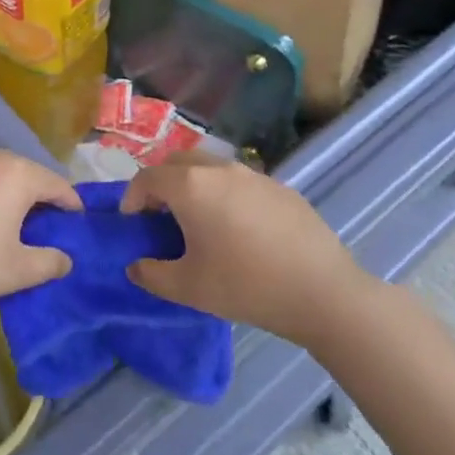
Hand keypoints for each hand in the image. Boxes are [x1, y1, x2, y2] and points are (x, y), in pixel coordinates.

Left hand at [0, 149, 79, 324]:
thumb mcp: (19, 270)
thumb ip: (50, 262)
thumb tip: (65, 259)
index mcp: (17, 174)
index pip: (56, 184)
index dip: (71, 203)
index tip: (77, 221)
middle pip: (24, 172)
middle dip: (38, 195)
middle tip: (45, 223)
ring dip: (5, 193)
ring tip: (9, 222)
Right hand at [120, 155, 367, 344]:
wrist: (322, 292)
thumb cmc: (245, 285)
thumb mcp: (188, 288)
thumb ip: (152, 274)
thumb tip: (136, 266)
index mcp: (190, 186)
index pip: (147, 178)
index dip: (132, 197)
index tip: (132, 222)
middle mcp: (219, 169)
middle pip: (177, 162)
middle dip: (162, 183)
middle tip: (161, 215)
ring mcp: (253, 175)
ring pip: (211, 167)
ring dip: (195, 185)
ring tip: (199, 221)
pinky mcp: (280, 187)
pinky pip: (240, 182)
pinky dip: (226, 195)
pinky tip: (240, 230)